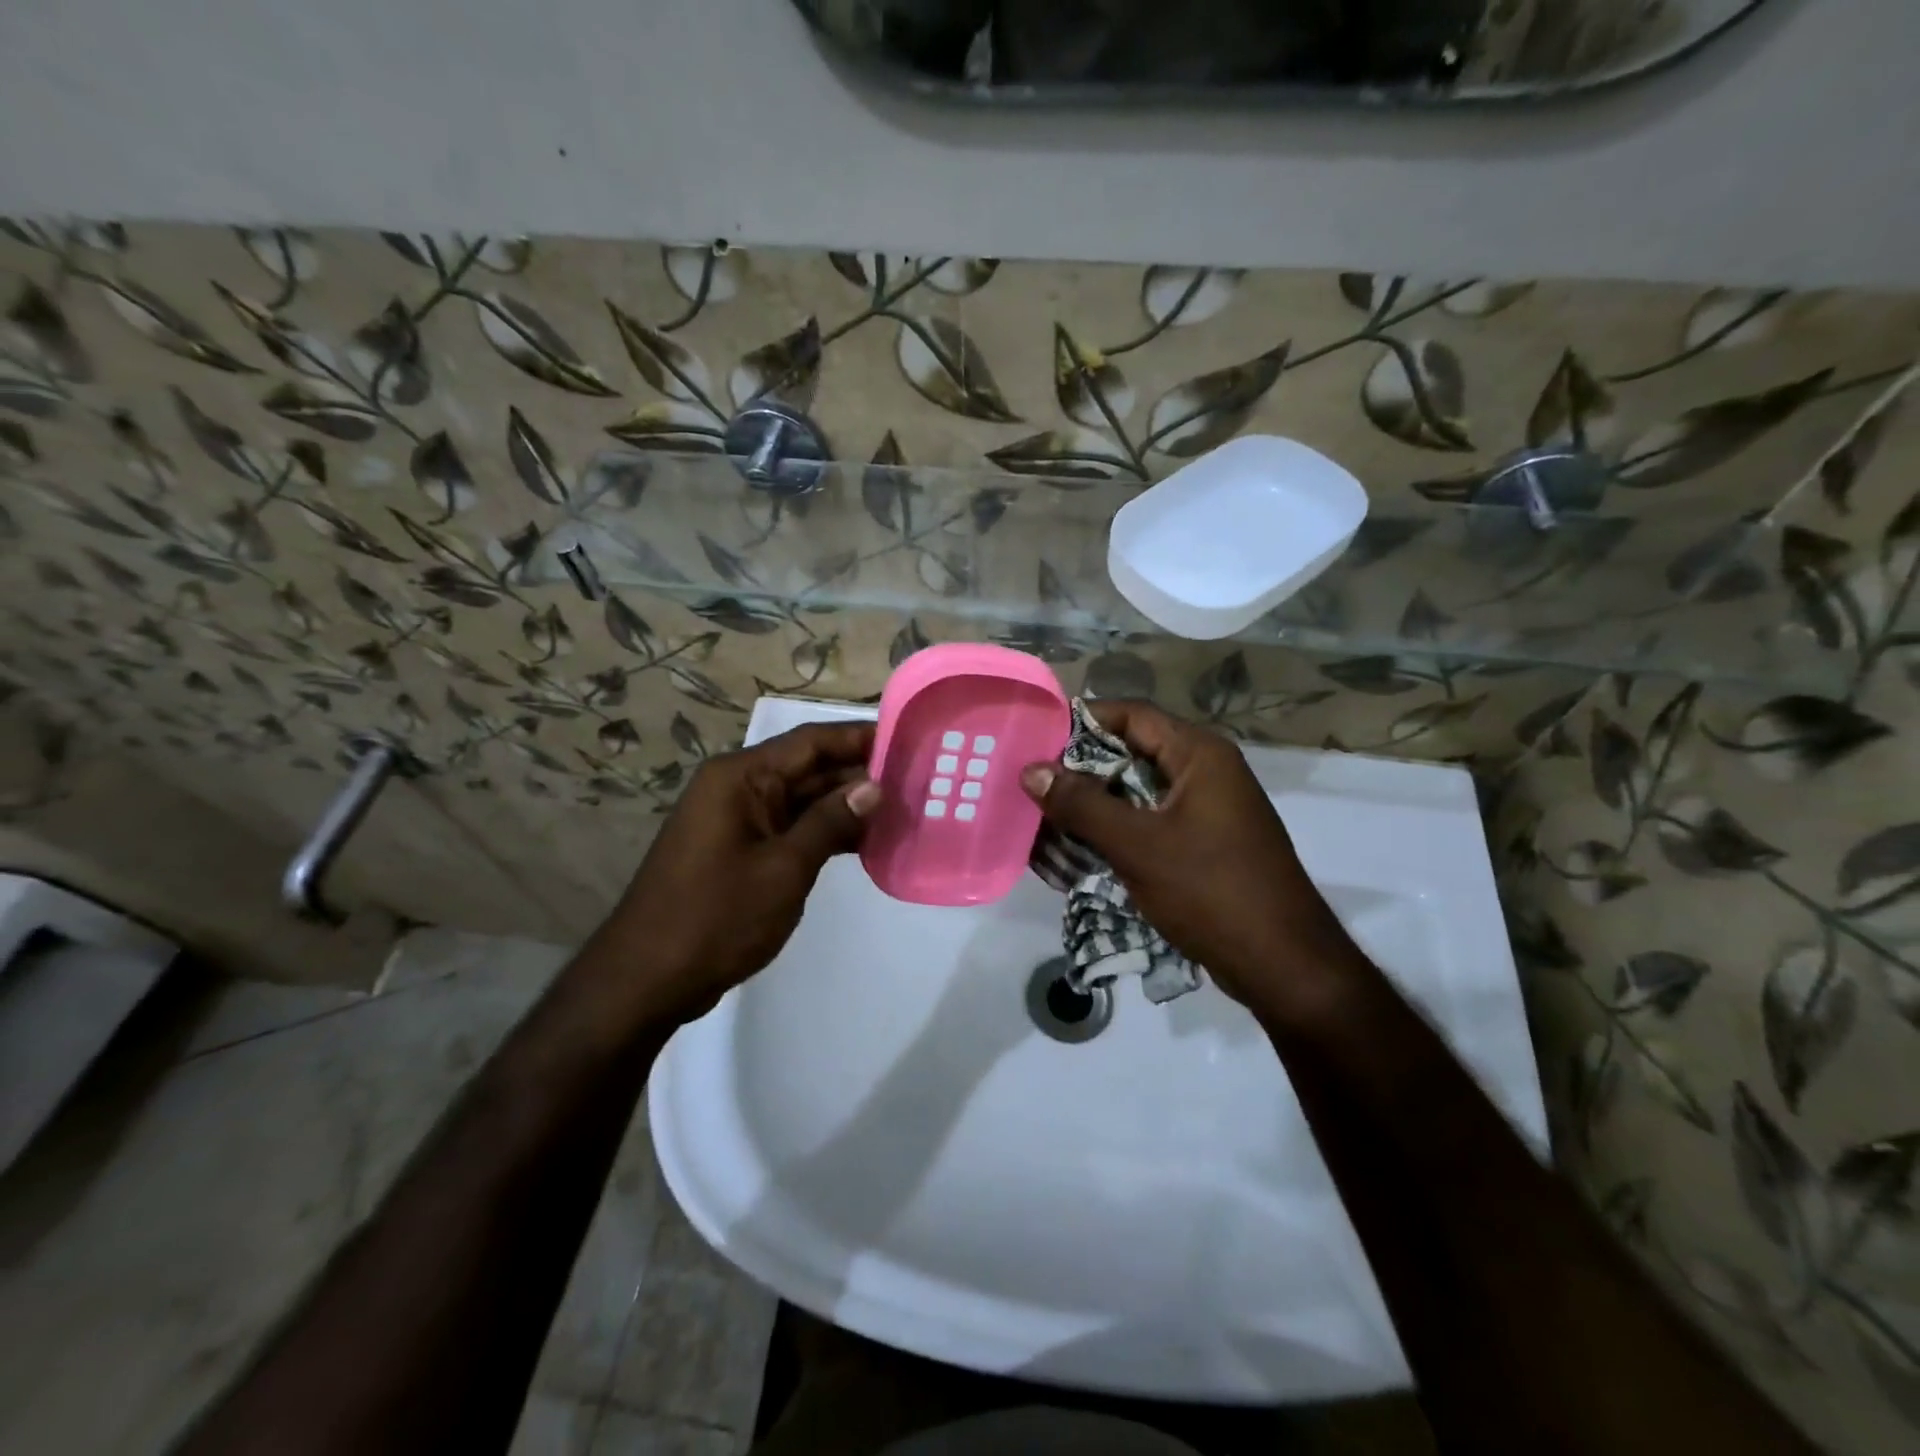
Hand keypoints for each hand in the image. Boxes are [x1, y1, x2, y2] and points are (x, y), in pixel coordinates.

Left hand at [602, 721, 879, 1020]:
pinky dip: (823, 832)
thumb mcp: (784, 868)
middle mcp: (738, 788)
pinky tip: (863, 843)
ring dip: (844, 806)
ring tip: (900, 810)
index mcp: (741, 777)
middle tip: (915, 781)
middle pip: (807, 767)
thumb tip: (874, 787)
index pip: (811, 741)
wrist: (647, 980)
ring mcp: (737, 820)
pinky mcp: (740, 850)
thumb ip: (830, 822)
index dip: (859, 738)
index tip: (906, 740)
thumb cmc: (717, 917)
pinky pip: (790, 827)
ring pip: (802, 800)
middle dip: (858, 774)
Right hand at [1020, 700, 1360, 1015]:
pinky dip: (1113, 833)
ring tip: (1043, 824)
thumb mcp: (1138, 845)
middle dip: (1079, 772)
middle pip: (1130, 754)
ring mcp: (1205, 810)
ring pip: (1135, 793)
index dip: (1081, 723)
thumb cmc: (1211, 891)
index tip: (1035, 741)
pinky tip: (1076, 853)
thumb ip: (1081, 805)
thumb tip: (1031, 769)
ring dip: (1092, 807)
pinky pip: (1147, 823)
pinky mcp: (1201, 843)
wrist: (1282, 964)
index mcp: (1199, 755)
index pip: (1130, 715)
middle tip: (1030, 788)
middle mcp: (1204, 772)